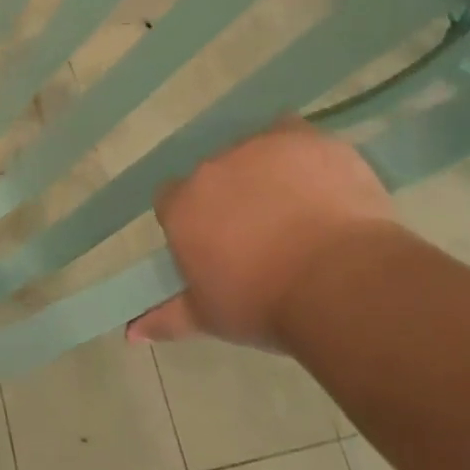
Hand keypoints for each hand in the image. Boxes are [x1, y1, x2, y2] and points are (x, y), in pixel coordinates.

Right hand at [128, 118, 399, 350]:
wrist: (341, 283)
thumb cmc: (266, 305)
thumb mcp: (211, 317)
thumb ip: (166, 317)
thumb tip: (128, 333)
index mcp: (183, 205)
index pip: (173, 200)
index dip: (195, 220)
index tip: (218, 245)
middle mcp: (211, 167)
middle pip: (214, 174)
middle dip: (233, 196)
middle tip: (264, 233)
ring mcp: (257, 147)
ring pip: (254, 151)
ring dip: (266, 172)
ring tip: (299, 209)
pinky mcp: (302, 138)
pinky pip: (293, 135)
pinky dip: (302, 154)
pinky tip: (321, 181)